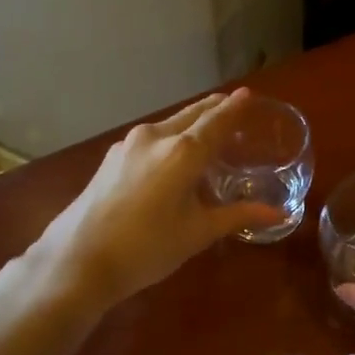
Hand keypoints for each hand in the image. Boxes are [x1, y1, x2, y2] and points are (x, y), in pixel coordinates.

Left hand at [33, 89, 281, 310]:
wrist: (76, 260)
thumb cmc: (146, 248)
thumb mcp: (197, 233)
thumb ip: (237, 216)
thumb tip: (278, 214)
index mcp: (182, 151)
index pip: (217, 120)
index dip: (234, 107)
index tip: (248, 95)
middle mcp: (156, 137)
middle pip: (191, 114)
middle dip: (213, 109)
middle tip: (233, 108)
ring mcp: (128, 145)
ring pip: (168, 125)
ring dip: (190, 123)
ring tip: (206, 133)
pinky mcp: (111, 158)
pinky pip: (150, 139)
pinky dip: (170, 138)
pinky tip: (172, 157)